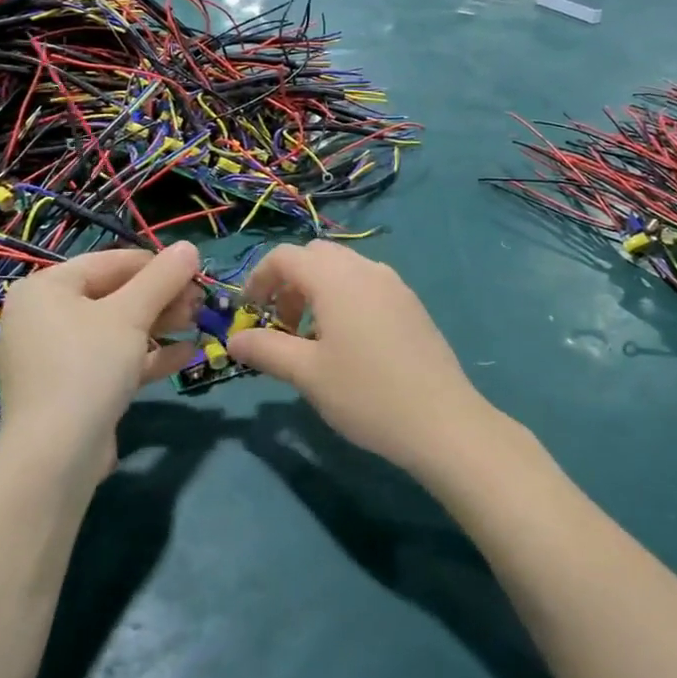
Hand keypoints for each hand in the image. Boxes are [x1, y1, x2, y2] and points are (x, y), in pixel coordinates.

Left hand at [0, 243, 201, 480]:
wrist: (57, 454)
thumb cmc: (89, 365)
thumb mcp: (131, 314)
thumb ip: (162, 278)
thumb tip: (190, 246)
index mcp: (46, 288)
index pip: (109, 261)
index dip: (156, 264)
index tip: (195, 271)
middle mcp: (44, 317)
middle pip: (114, 295)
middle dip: (161, 298)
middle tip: (200, 302)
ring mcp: (56, 355)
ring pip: (117, 329)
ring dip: (160, 325)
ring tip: (198, 323)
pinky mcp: (72, 388)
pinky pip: (112, 360)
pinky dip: (146, 355)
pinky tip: (186, 354)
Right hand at [229, 242, 495, 475]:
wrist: (443, 421)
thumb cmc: (366, 394)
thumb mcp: (307, 374)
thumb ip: (266, 349)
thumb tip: (234, 339)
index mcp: (336, 278)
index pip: (285, 257)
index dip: (258, 278)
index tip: (248, 313)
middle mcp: (366, 269)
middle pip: (315, 256)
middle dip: (288, 282)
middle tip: (280, 325)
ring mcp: (394, 284)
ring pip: (343, 269)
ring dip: (316, 291)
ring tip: (312, 339)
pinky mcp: (411, 304)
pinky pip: (367, 284)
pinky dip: (344, 298)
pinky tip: (348, 344)